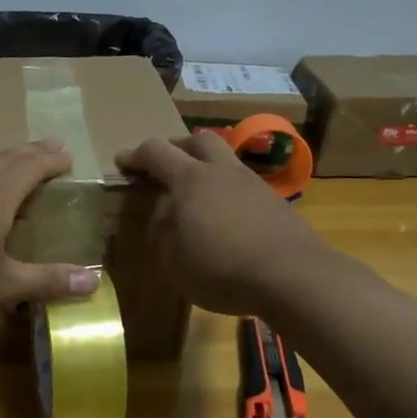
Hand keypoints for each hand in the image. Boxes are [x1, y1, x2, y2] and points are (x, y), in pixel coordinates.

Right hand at [117, 131, 332, 315]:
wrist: (293, 276)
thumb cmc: (223, 269)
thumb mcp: (175, 262)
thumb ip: (164, 234)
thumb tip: (166, 217)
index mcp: (191, 180)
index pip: (157, 152)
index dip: (135, 155)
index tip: (123, 162)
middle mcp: (222, 172)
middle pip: (198, 141)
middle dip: (177, 148)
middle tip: (164, 167)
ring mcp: (253, 184)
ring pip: (226, 160)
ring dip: (207, 168)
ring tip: (197, 194)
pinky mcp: (275, 203)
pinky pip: (243, 185)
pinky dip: (227, 191)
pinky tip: (226, 216)